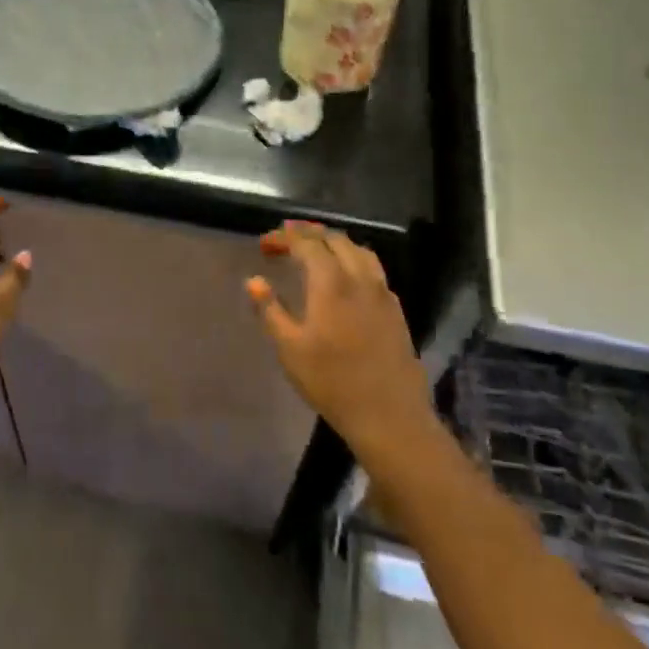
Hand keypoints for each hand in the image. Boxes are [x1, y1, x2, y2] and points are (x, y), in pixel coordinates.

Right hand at [247, 222, 427, 448]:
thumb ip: (270, 309)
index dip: (283, 238)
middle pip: (335, 239)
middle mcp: (359, 278)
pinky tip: (346, 277)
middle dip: (308, 234)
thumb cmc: (331, 381)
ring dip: (334, 243)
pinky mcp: (395, 309)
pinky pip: (373, 269)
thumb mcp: (289, 349)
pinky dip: (354, 259)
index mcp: (331, 282)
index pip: (306, 243)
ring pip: (358, 250)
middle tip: (285, 241)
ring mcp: (382, 292)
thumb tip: (253, 280)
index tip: (264, 244)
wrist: (389, 415)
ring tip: (315, 250)